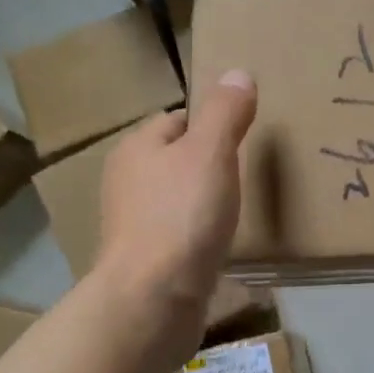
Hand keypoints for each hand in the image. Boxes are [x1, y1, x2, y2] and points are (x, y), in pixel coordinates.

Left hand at [94, 71, 256, 335]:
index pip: (176, 120)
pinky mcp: (147, 262)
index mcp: (136, 149)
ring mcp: (134, 225)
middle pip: (175, 160)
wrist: (153, 300)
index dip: (210, 123)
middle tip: (246, 173)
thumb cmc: (182, 215)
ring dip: (203, 201)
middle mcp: (127, 183)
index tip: (243, 137)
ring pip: (176, 199)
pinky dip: (199, 235)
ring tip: (238, 209)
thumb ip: (225, 113)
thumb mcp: (210, 152)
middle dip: (207, 163)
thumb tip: (237, 73)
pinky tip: (221, 244)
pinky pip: (179, 235)